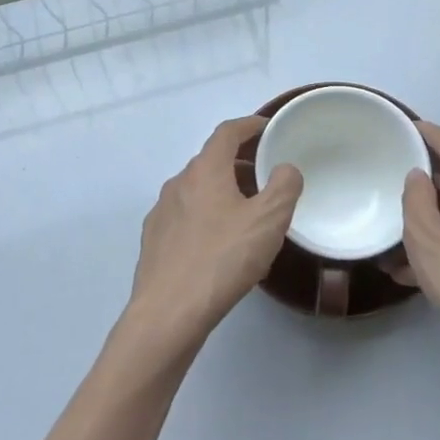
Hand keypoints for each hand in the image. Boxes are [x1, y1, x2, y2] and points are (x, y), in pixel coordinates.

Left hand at [126, 117, 303, 353]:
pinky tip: (218, 244)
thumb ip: (283, 187)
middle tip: (265, 175)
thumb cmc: (222, 259)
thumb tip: (285, 168)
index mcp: (205, 170)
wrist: (168, 313)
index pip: (227, 132)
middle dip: (239, 161)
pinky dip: (206, 216)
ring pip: (197, 190)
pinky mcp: (154, 240)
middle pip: (211, 160)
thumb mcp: (268, 221)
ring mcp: (161, 211)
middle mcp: (179, 182)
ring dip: (222, 191)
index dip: (250, 125)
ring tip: (246, 213)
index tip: (268, 128)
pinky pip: (185, 216)